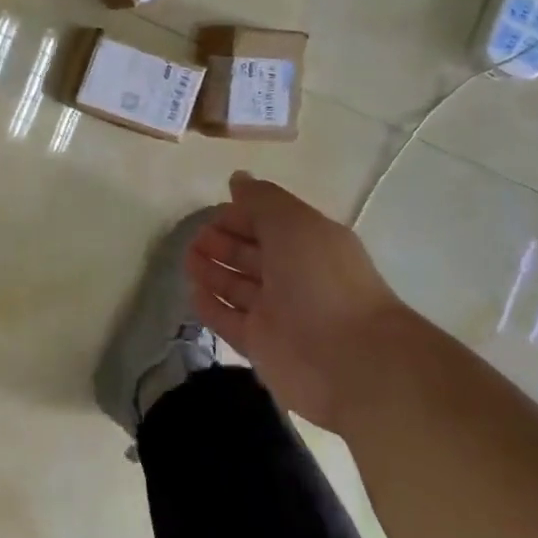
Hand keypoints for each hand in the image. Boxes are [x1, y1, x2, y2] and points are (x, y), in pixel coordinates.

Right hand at [186, 171, 410, 427]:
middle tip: (195, 238)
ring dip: (213, 271)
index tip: (213, 213)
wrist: (349, 360)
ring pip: (238, 286)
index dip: (241, 215)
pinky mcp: (261, 345)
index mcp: (309, 244)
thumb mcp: (292, 223)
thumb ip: (262, 200)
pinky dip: (212, 306)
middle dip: (223, 243)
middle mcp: (294, 276)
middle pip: (252, 255)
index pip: (269, 223)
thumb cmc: (321, 279)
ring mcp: (277, 313)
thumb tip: (238, 178)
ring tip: (188, 260)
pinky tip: (193, 292)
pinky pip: (230, 320)